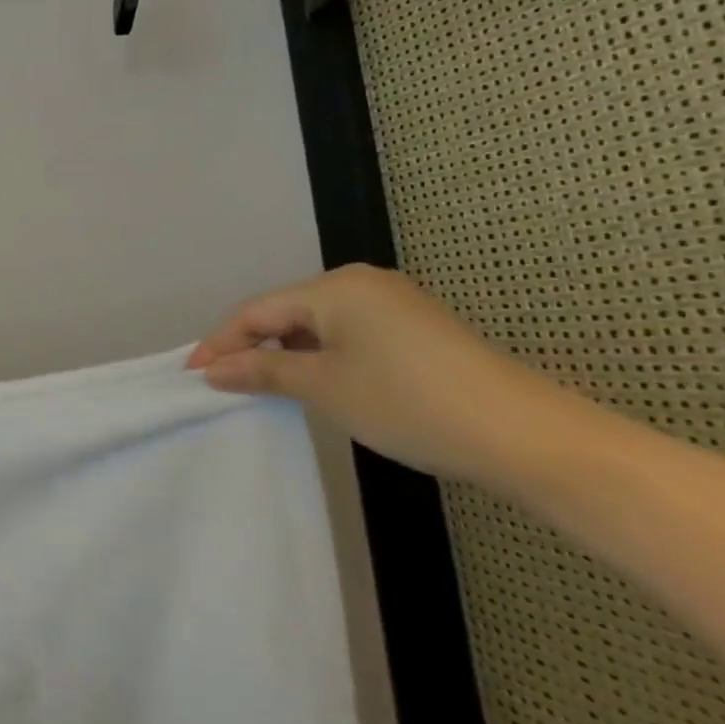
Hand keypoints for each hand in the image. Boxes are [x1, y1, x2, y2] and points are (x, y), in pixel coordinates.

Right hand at [187, 264, 547, 482]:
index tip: (192, 375)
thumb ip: (262, 371)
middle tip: (222, 381)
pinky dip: (322, 357)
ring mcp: (396, 305)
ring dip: (286, 354)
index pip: (258, 311)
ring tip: (261, 385)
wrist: (532, 439)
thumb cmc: (411, 403)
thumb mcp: (324, 387)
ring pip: (318, 325)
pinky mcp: (419, 331)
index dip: (221, 343)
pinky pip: (349, 336)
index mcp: (336, 287)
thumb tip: (213, 370)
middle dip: (252, 346)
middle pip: (286, 313)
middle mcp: (363, 284)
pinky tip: (315, 382)